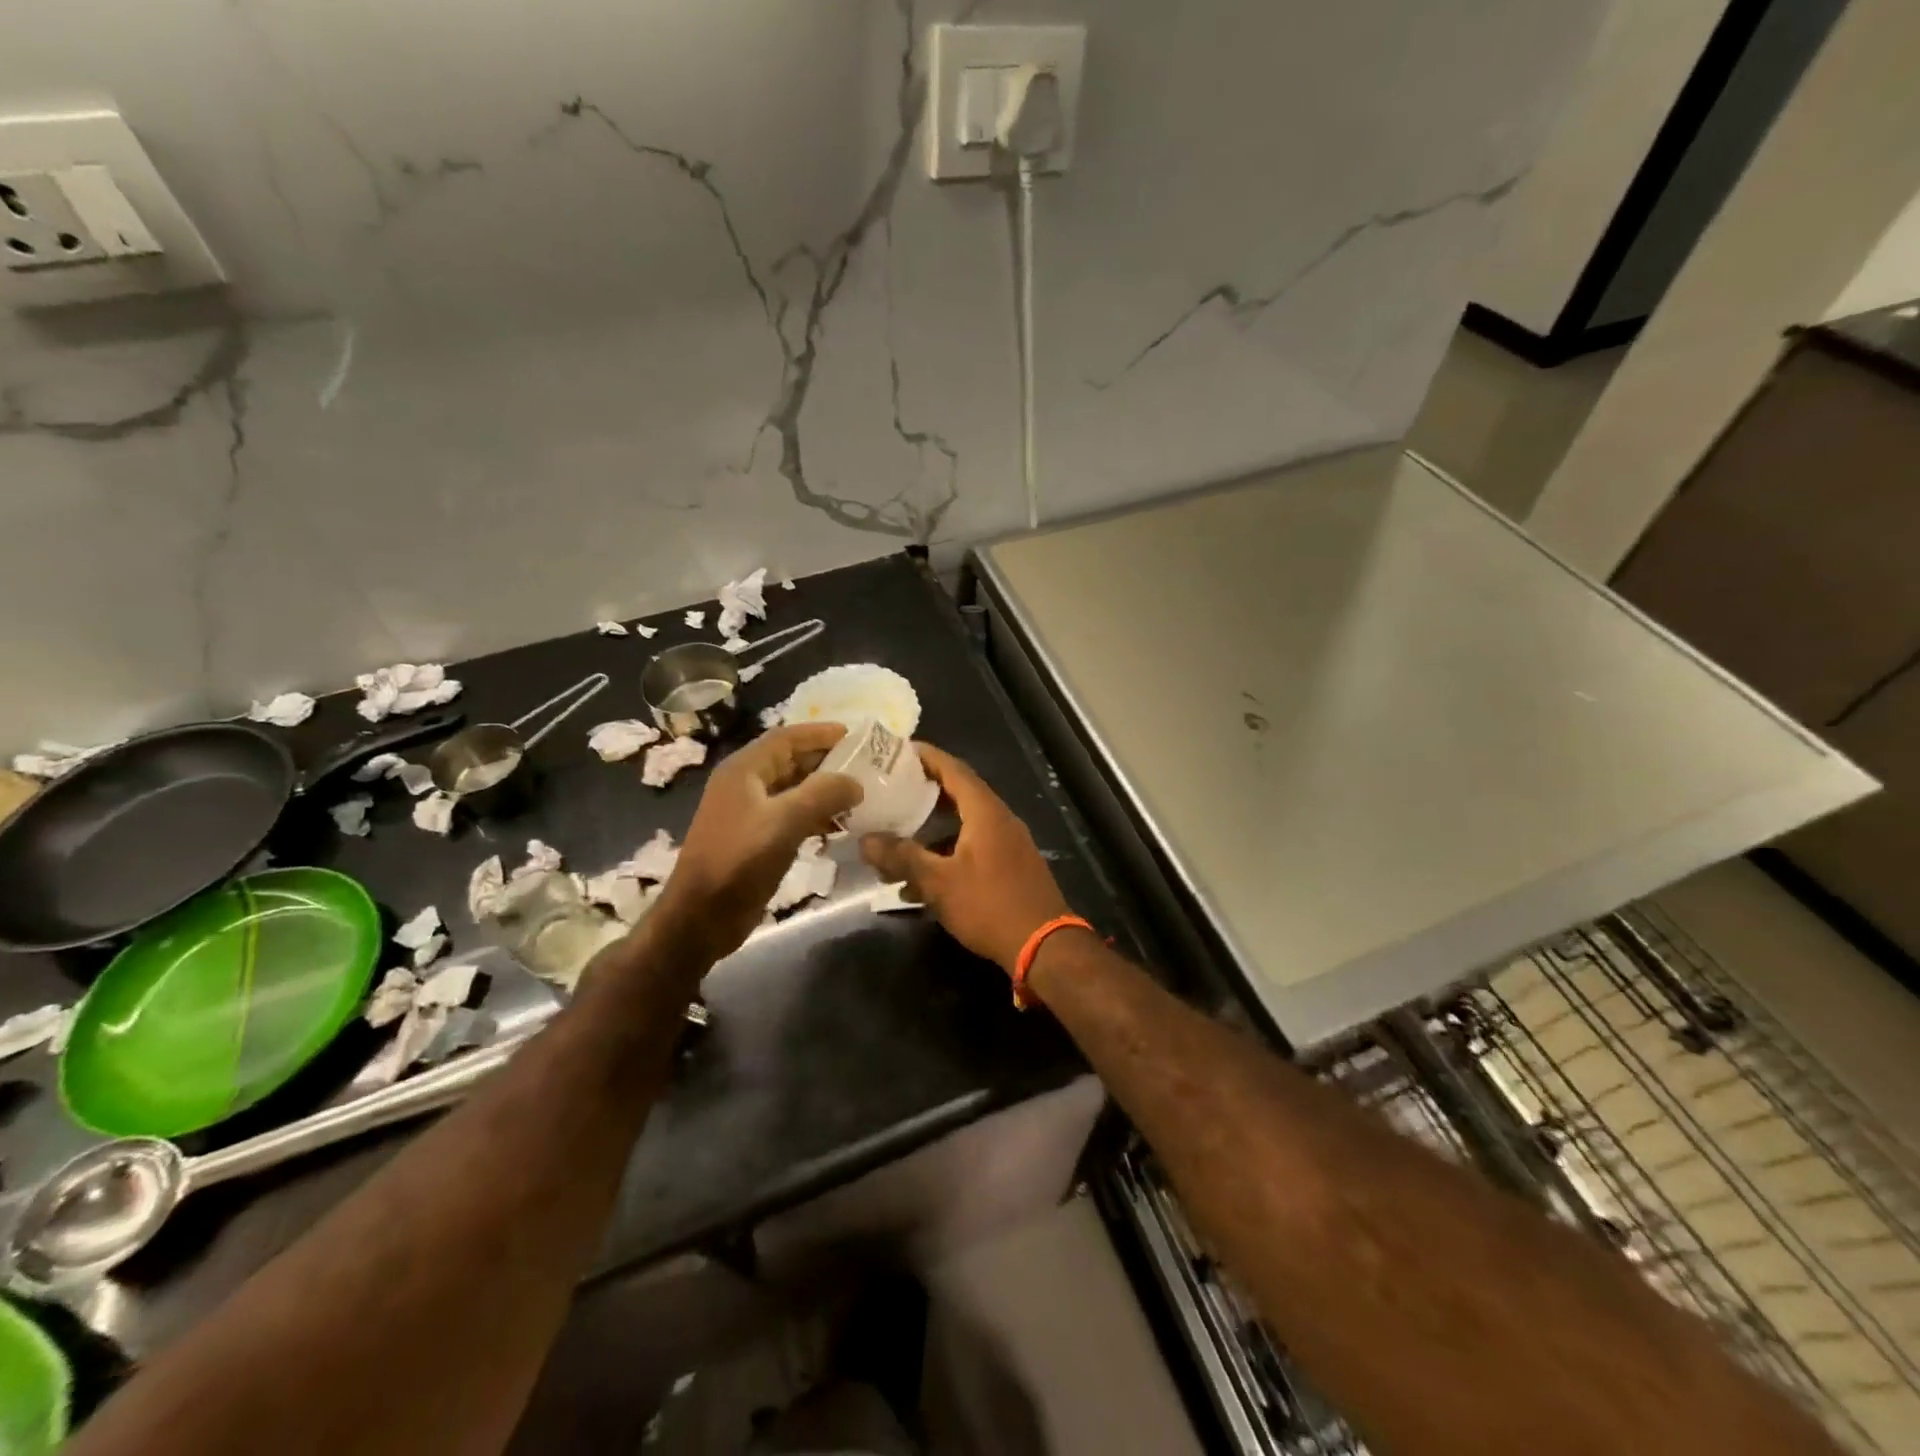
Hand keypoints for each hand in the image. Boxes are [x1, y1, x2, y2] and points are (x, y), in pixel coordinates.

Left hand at [654, 724, 861, 961]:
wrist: (701, 917)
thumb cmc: (738, 861)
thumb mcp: (784, 822)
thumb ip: (822, 794)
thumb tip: (856, 782)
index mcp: (744, 770)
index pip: (787, 738)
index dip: (821, 733)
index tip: (857, 735)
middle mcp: (745, 784)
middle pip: (791, 761)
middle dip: (827, 761)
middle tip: (866, 765)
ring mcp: (749, 813)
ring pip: (793, 789)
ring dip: (824, 790)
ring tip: (860, 795)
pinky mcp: (756, 838)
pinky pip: (791, 815)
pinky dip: (816, 815)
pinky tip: (839, 826)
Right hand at [860, 743, 1070, 974]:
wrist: (1044, 946)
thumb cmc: (990, 905)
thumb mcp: (939, 882)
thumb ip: (903, 857)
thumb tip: (867, 840)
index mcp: (986, 812)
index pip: (954, 770)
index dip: (928, 757)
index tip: (900, 749)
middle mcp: (1001, 820)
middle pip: (960, 795)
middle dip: (926, 791)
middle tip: (893, 788)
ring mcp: (1009, 844)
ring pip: (965, 826)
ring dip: (933, 830)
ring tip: (899, 836)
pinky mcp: (1011, 867)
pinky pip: (974, 848)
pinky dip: (947, 854)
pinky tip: (921, 881)